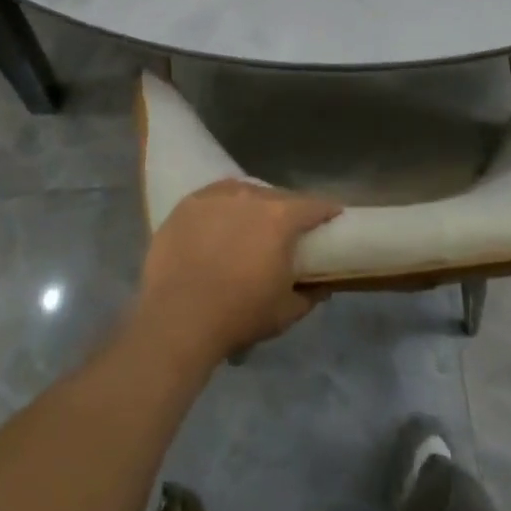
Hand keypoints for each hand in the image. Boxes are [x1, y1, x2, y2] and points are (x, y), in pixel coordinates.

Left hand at [133, 180, 341, 364]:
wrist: (178, 317)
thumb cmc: (239, 314)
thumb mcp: (285, 312)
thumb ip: (310, 295)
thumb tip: (323, 285)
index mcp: (280, 218)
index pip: (313, 206)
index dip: (326, 212)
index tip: (332, 218)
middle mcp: (251, 196)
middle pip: (278, 196)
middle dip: (288, 210)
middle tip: (288, 230)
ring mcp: (216, 195)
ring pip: (245, 193)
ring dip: (253, 206)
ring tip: (250, 225)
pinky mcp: (188, 203)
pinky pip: (214, 197)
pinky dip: (223, 208)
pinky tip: (219, 224)